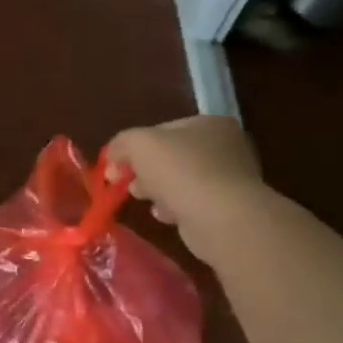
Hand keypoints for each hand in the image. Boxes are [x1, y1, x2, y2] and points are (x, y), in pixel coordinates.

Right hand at [103, 116, 267, 264]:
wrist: (221, 219)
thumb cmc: (181, 171)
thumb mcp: (138, 144)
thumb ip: (121, 144)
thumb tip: (112, 157)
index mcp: (211, 124)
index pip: (162, 129)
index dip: (134, 146)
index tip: (115, 165)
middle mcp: (226, 147)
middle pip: (171, 156)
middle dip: (144, 170)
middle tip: (126, 183)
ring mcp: (230, 179)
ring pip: (179, 180)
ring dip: (157, 190)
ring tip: (144, 199)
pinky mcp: (228, 208)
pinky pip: (191, 203)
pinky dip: (175, 208)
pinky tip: (165, 215)